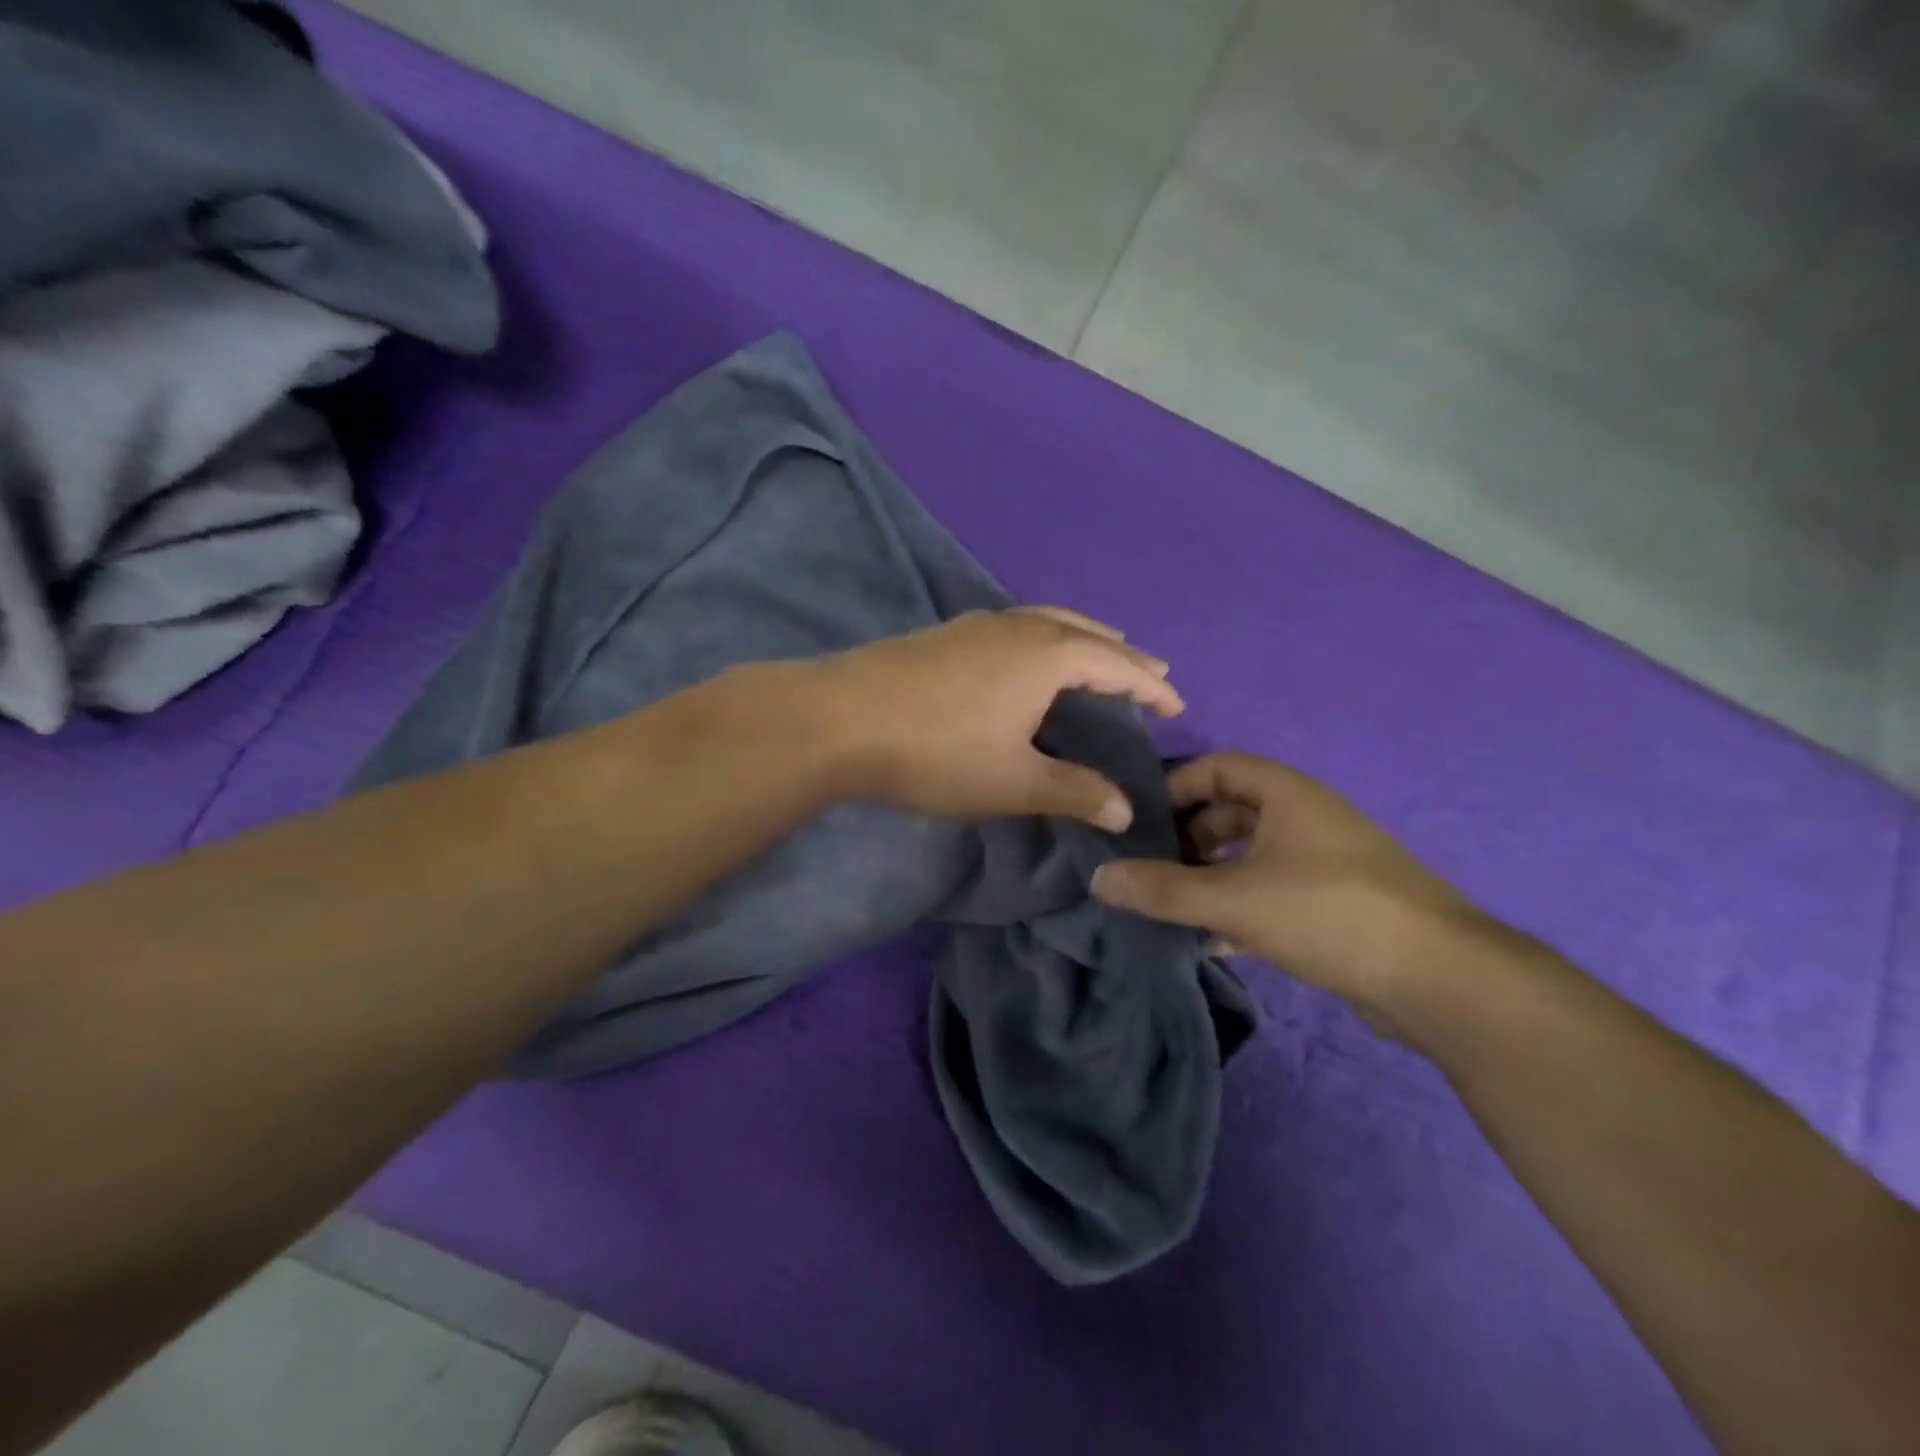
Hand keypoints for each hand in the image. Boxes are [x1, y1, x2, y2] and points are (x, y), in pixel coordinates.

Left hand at [810, 607, 1182, 831]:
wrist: (837, 720)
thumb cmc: (936, 753)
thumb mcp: (1013, 781)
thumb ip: (1073, 791)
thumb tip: (1124, 810)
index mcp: (1045, 656)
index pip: (1116, 665)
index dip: (1150, 686)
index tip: (1176, 702)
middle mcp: (1016, 628)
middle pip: (1084, 632)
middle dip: (1121, 654)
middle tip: (1148, 671)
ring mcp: (974, 625)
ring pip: (1044, 622)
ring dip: (1079, 638)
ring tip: (1097, 655)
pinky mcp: (942, 634)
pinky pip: (1012, 627)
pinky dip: (1040, 638)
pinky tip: (1025, 659)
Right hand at [1090, 753, 1495, 1023]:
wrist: (1440, 978)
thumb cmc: (1329, 912)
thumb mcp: (1234, 899)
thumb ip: (1162, 890)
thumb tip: (1098, 878)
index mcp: (1286, 794)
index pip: (1216, 767)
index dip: (1173, 787)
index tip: (1138, 820)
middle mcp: (1306, 817)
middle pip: (1230, 812)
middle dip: (1186, 838)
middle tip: (1148, 868)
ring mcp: (1325, 861)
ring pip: (1250, 855)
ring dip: (1210, 876)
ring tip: (1171, 905)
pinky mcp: (1336, 903)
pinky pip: (1272, 890)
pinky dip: (1239, 905)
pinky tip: (1214, 940)